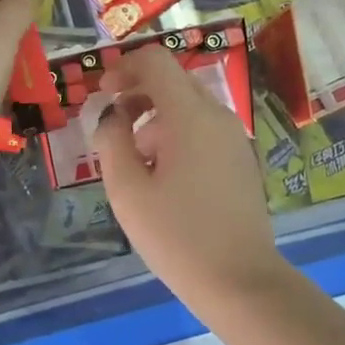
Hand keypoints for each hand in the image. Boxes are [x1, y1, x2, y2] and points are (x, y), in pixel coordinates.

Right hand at [92, 45, 284, 295]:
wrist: (240, 282)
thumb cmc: (177, 235)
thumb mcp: (128, 190)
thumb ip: (112, 141)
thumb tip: (110, 114)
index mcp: (190, 114)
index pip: (156, 61)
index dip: (124, 68)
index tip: (103, 94)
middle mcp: (217, 115)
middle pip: (173, 80)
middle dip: (138, 93)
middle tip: (112, 125)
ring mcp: (233, 137)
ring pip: (188, 106)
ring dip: (156, 117)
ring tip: (135, 159)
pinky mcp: (240, 159)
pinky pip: (204, 129)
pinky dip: (177, 134)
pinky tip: (163, 175)